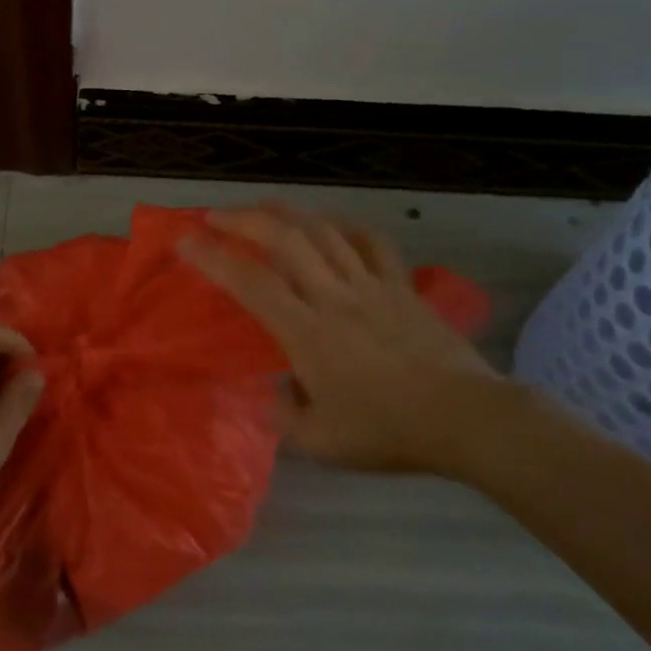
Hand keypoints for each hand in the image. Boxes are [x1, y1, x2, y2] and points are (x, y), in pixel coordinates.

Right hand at [179, 203, 501, 474]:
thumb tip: (277, 388)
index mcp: (307, 333)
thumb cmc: (387, 432)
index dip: (213, 258)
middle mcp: (334, 297)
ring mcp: (372, 286)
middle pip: (285, 240)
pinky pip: (372, 243)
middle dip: (244, 220)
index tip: (184, 243)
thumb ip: (284, 415)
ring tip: (263, 207)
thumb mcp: (320, 442)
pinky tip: (332, 224)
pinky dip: (346, 226)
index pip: (250, 283)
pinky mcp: (402, 287)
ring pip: (325, 232)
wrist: (465, 418)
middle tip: (215, 215)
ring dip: (288, 213)